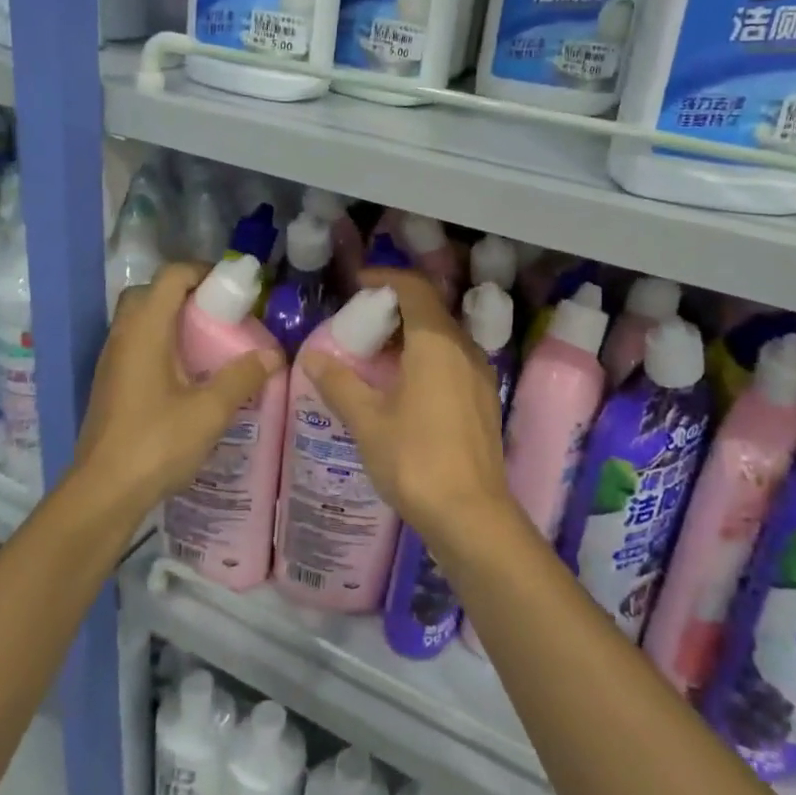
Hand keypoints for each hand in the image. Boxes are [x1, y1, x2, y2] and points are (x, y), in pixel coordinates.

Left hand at [73, 263, 282, 510]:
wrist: (103, 492)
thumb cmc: (156, 443)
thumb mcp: (209, 411)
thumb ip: (242, 377)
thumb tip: (274, 354)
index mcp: (144, 331)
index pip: (170, 277)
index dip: (202, 271)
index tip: (234, 287)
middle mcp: (123, 337)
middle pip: (151, 293)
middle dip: (187, 294)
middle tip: (221, 313)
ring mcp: (112, 361)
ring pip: (141, 321)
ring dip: (173, 320)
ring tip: (211, 342)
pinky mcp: (111, 384)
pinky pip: (138, 345)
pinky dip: (163, 344)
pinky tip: (189, 374)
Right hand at [302, 269, 511, 552]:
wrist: (471, 515)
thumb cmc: (416, 460)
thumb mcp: (368, 421)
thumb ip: (339, 383)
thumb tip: (312, 357)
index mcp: (437, 343)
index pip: (415, 289)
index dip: (386, 278)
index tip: (358, 284)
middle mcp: (464, 350)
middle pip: (431, 310)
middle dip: (395, 307)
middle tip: (360, 322)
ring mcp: (479, 375)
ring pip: (443, 336)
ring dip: (411, 334)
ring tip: (375, 355)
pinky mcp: (483, 400)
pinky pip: (453, 360)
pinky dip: (426, 357)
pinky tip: (402, 385)